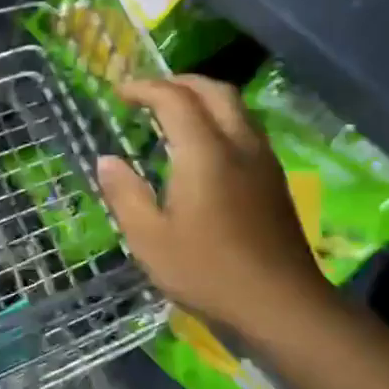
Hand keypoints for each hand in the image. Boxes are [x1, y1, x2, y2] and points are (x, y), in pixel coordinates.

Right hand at [97, 77, 335, 343]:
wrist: (282, 306)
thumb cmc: (208, 272)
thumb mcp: (150, 239)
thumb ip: (125, 194)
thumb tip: (106, 160)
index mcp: (204, 152)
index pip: (174, 98)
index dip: (143, 88)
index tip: (118, 93)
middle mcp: (238, 144)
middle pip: (213, 90)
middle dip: (178, 82)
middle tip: (147, 93)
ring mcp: (263, 161)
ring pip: (236, 107)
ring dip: (202, 97)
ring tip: (173, 113)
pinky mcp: (274, 180)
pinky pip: (246, 128)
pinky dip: (219, 118)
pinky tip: (203, 147)